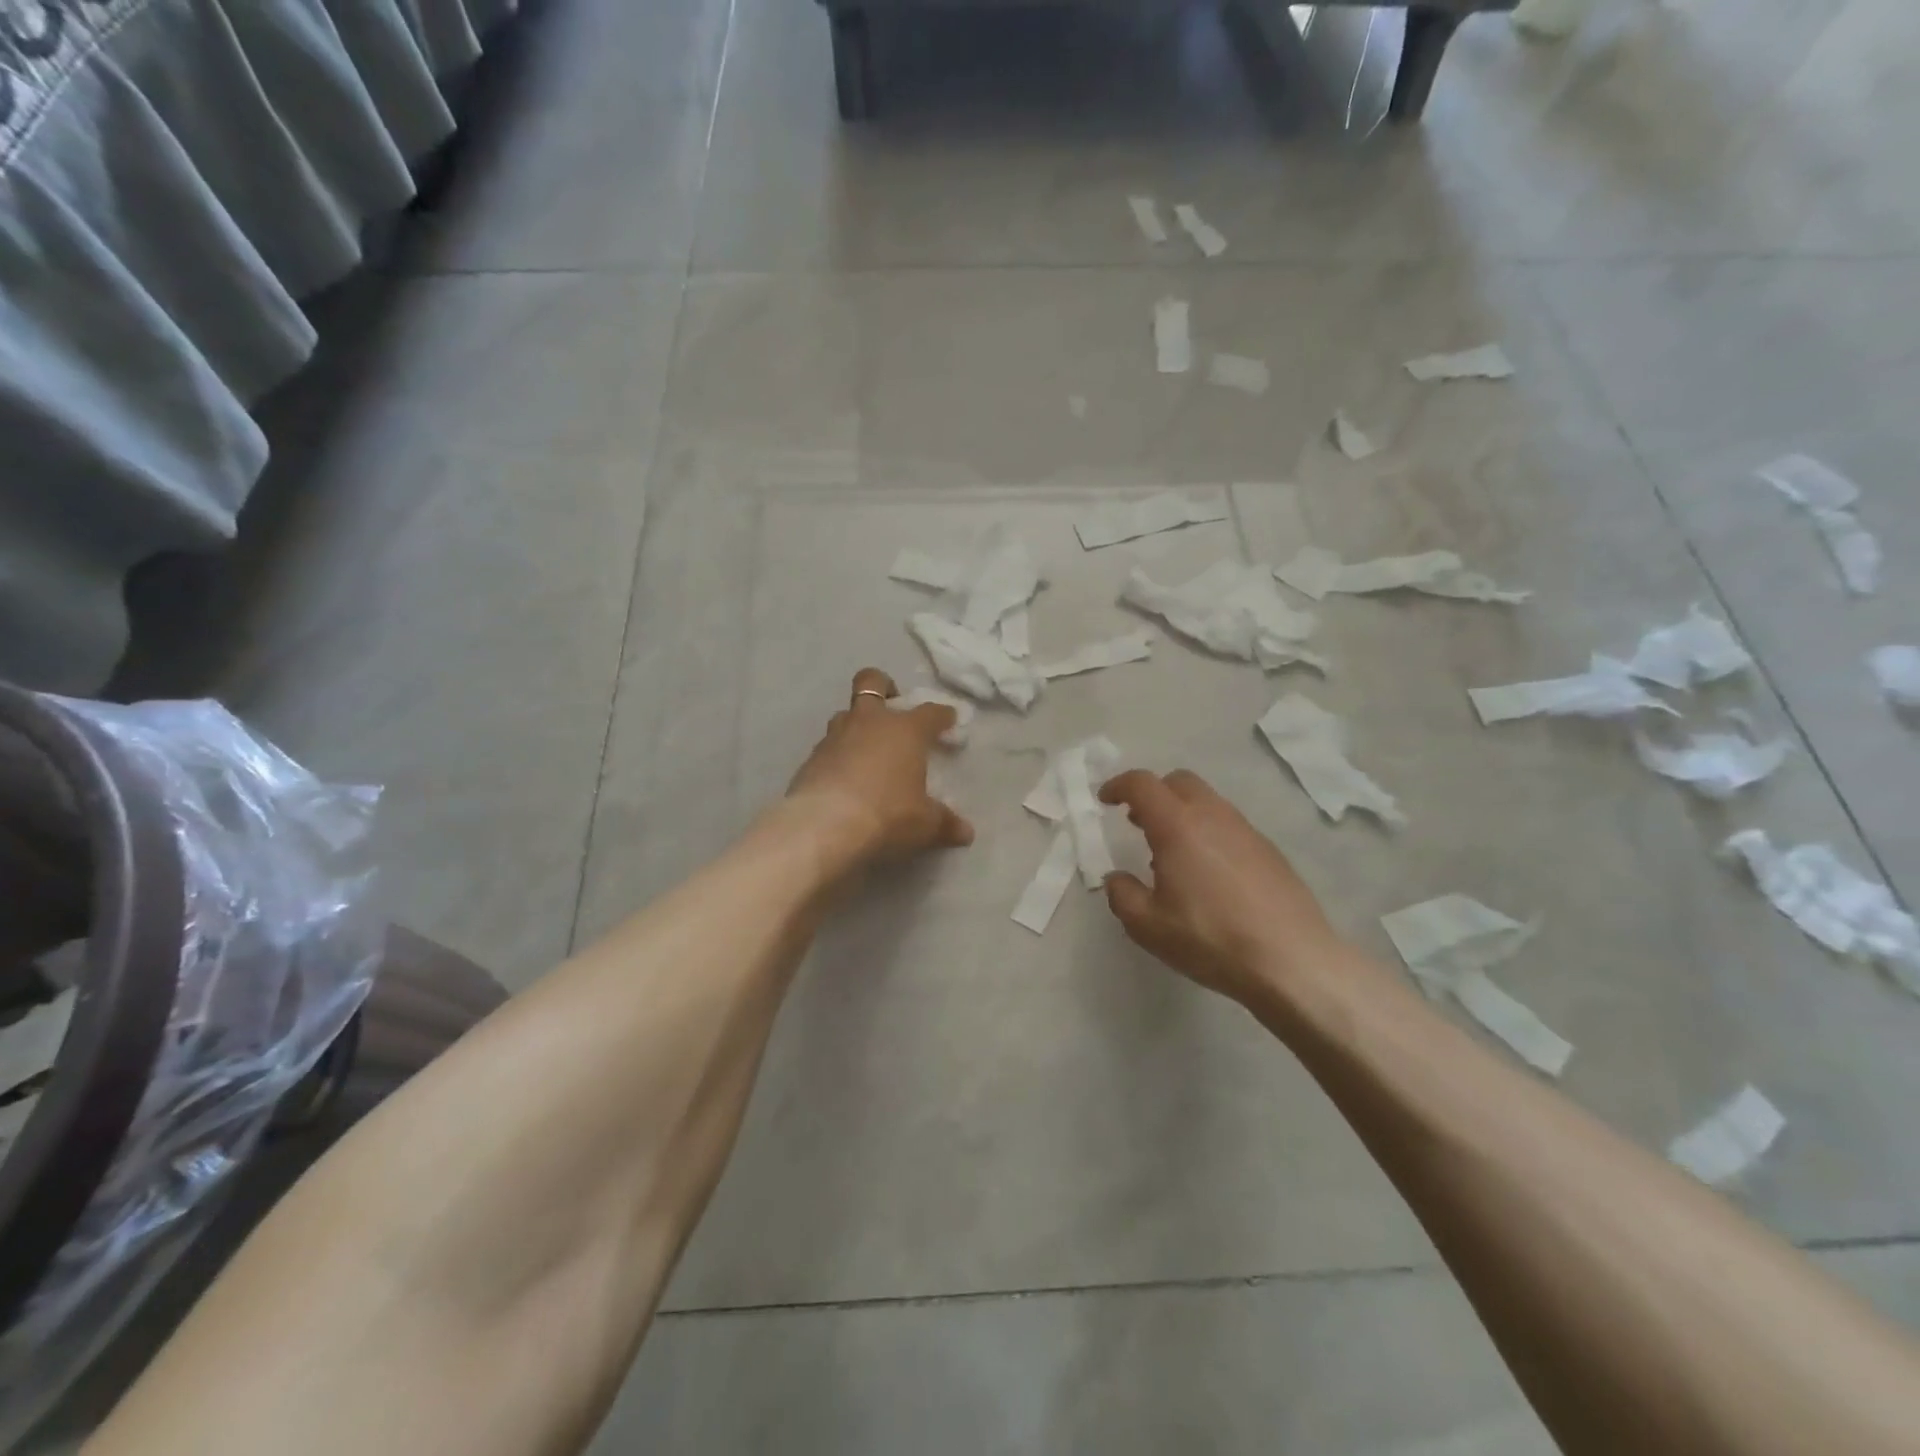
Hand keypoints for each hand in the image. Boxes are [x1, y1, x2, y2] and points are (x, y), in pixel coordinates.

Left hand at [785, 669, 975, 867]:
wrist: (824, 827)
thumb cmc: (887, 815)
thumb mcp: (924, 824)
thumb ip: (945, 823)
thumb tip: (965, 832)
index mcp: (905, 730)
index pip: (930, 712)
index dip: (942, 715)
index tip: (949, 719)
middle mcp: (869, 722)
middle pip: (872, 682)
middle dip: (884, 687)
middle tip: (892, 706)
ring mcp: (835, 737)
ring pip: (845, 714)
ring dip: (856, 725)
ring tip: (867, 749)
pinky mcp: (810, 758)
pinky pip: (828, 747)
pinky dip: (838, 756)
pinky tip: (844, 778)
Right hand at [1099, 769, 1344, 1005]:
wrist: (1292, 961)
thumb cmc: (1211, 940)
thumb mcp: (1147, 926)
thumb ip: (1122, 895)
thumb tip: (1118, 878)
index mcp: (1178, 826)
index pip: (1142, 784)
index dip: (1118, 786)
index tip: (1106, 801)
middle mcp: (1213, 816)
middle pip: (1178, 782)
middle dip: (1153, 793)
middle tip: (1137, 822)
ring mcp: (1246, 830)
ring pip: (1207, 801)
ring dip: (1182, 813)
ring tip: (1171, 853)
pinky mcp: (1269, 851)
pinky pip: (1228, 825)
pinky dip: (1207, 832)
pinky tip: (1207, 873)